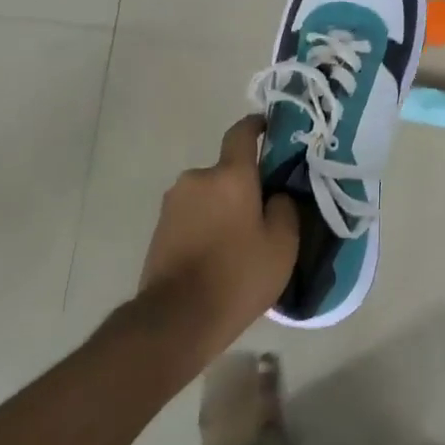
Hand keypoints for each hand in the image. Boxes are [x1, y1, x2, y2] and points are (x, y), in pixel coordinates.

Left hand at [137, 115, 299, 361]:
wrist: (176, 318)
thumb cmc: (238, 276)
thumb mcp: (282, 245)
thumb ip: (285, 209)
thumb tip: (276, 196)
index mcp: (230, 175)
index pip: (242, 133)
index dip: (257, 126)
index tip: (268, 126)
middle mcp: (197, 178)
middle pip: (226, 171)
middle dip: (244, 185)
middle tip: (262, 213)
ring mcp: (173, 203)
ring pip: (208, 195)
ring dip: (223, 208)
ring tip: (238, 241)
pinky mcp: (159, 228)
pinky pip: (192, 215)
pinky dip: (206, 225)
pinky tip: (216, 255)